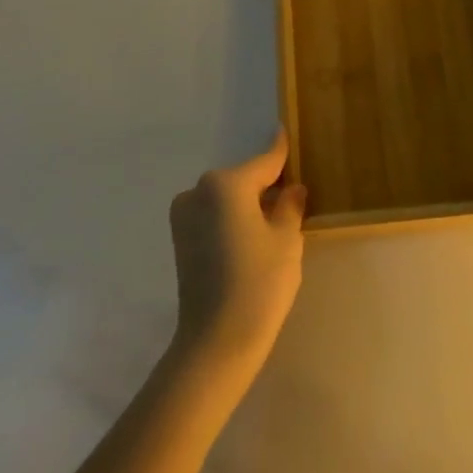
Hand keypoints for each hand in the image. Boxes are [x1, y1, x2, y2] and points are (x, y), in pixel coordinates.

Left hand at [168, 132, 306, 383]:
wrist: (216, 341)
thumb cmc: (259, 283)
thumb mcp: (287, 240)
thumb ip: (290, 206)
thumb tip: (292, 189)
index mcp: (226, 184)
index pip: (264, 162)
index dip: (280, 151)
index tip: (284, 130)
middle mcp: (199, 191)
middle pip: (243, 180)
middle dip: (266, 186)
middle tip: (292, 198)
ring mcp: (184, 215)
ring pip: (226, 199)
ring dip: (248, 205)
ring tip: (274, 224)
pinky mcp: (180, 239)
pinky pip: (213, 216)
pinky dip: (232, 219)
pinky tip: (252, 240)